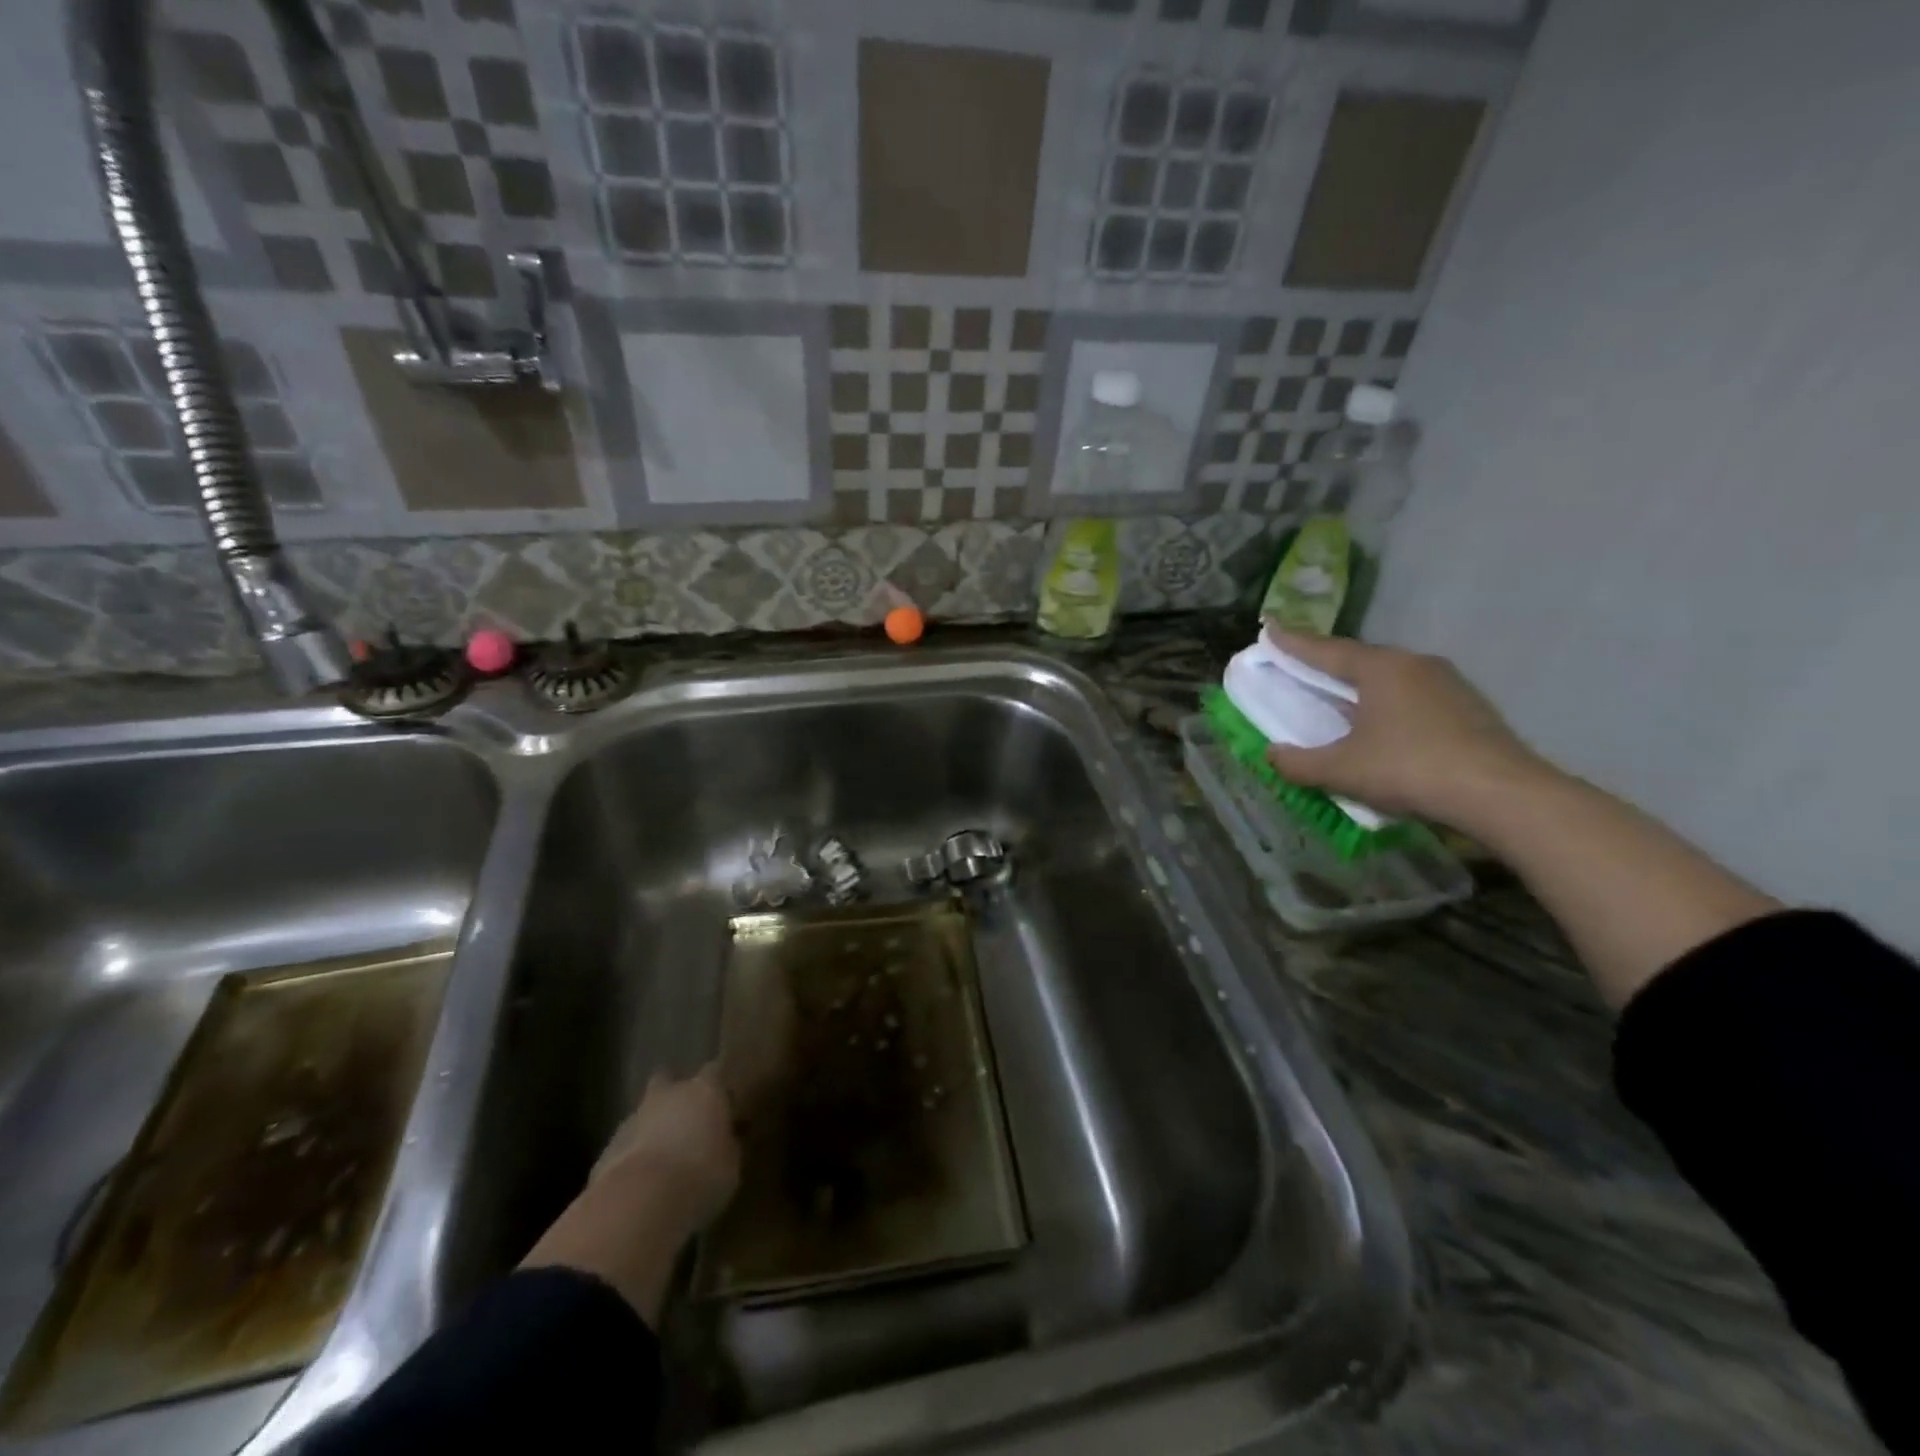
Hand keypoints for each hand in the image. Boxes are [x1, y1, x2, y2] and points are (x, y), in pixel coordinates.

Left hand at [591, 1063, 739, 1232]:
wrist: (639, 1204)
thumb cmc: (700, 1177)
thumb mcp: (730, 1164)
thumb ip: (726, 1145)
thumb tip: (724, 1141)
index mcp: (705, 1090)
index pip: (714, 1072)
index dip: (717, 1089)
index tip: (723, 1107)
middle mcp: (669, 1094)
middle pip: (669, 1083)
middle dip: (674, 1099)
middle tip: (685, 1124)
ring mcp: (633, 1118)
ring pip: (645, 1115)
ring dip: (652, 1130)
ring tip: (663, 1162)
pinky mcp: (607, 1149)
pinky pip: (627, 1146)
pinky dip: (634, 1157)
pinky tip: (641, 1184)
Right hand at [1259, 626, 1549, 826]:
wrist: (1502, 795)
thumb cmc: (1410, 769)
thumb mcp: (1342, 770)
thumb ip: (1299, 762)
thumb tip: (1272, 753)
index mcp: (1380, 668)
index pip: (1325, 650)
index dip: (1292, 642)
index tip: (1268, 628)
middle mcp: (1414, 664)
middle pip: (1359, 660)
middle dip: (1327, 664)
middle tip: (1300, 668)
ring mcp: (1448, 684)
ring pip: (1390, 678)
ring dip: (1360, 687)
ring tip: (1340, 700)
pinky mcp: (1469, 708)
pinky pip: (1413, 696)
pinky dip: (1388, 704)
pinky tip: (1384, 727)